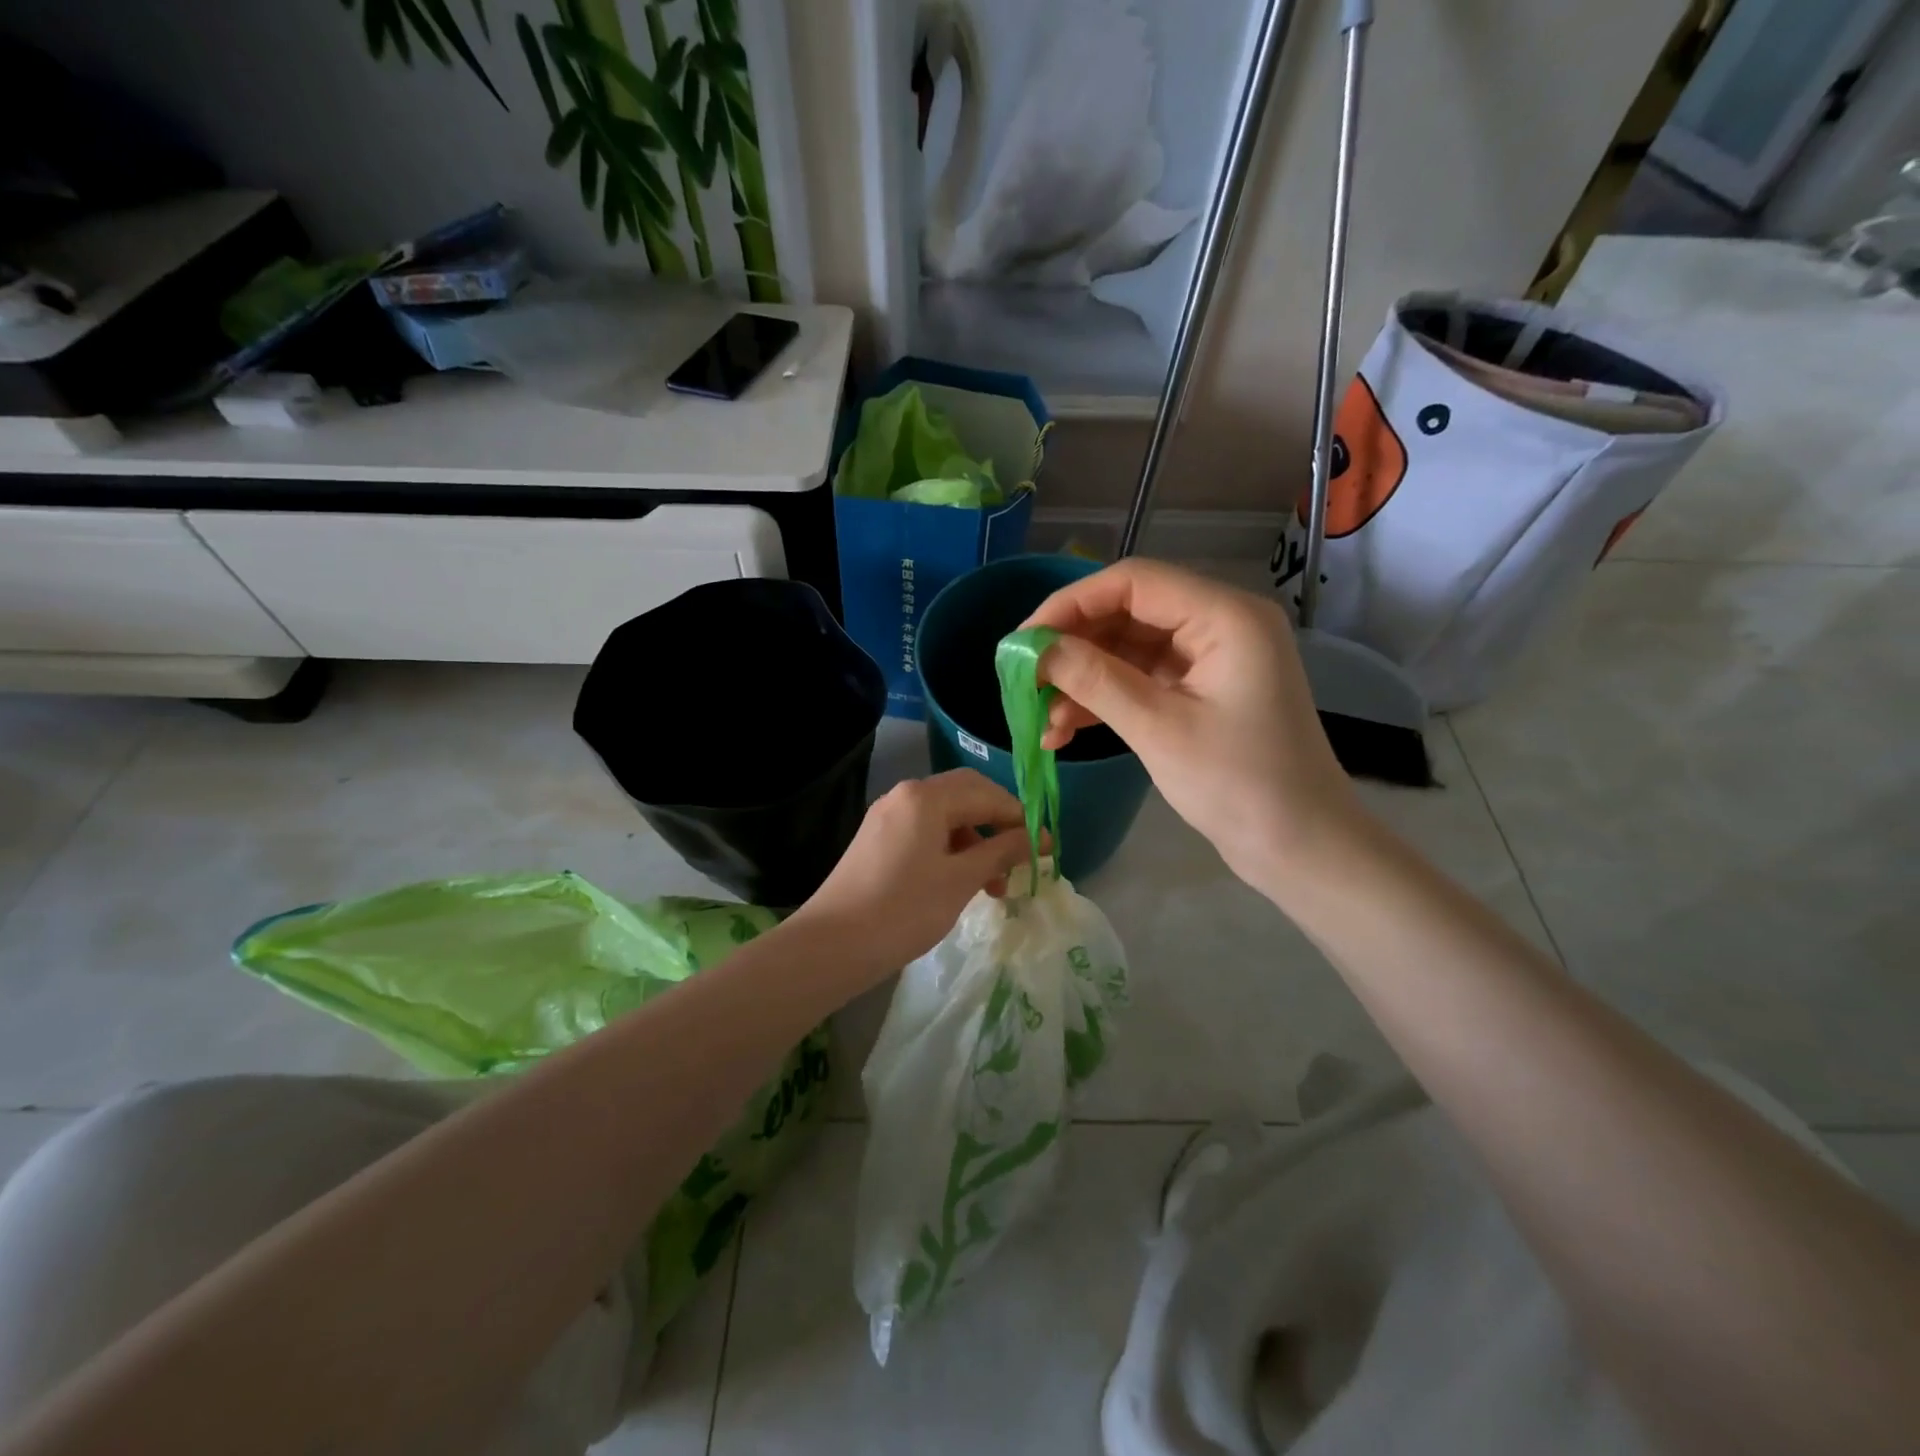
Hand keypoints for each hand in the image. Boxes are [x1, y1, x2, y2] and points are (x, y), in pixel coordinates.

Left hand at [790, 769, 1032, 976]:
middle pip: (965, 797)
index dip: (1020, 818)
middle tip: (1021, 859)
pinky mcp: (877, 840)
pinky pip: (925, 833)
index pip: (986, 793)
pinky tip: (961, 882)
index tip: (1045, 847)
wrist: (832, 945)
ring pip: (945, 818)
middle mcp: (905, 795)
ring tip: (994, 885)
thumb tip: (1036, 837)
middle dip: (997, 826)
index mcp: (926, 796)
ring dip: (975, 843)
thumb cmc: (904, 909)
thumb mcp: (961, 880)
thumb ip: (1001, 851)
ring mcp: (887, 817)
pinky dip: (950, 851)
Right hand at [1023, 558, 1364, 889]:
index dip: (1070, 604)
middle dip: (1073, 647)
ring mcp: (1211, 659)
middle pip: (1128, 612)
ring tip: (1041, 721)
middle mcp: (1220, 624)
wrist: (1301, 848)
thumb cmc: (1240, 785)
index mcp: (1225, 616)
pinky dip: (1105, 700)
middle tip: (1025, 681)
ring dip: (1083, 680)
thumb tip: (1034, 649)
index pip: (1132, 582)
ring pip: (1129, 649)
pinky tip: (1066, 730)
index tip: (1022, 641)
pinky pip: (1142, 679)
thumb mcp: (1159, 729)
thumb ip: (1094, 680)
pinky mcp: (1202, 691)